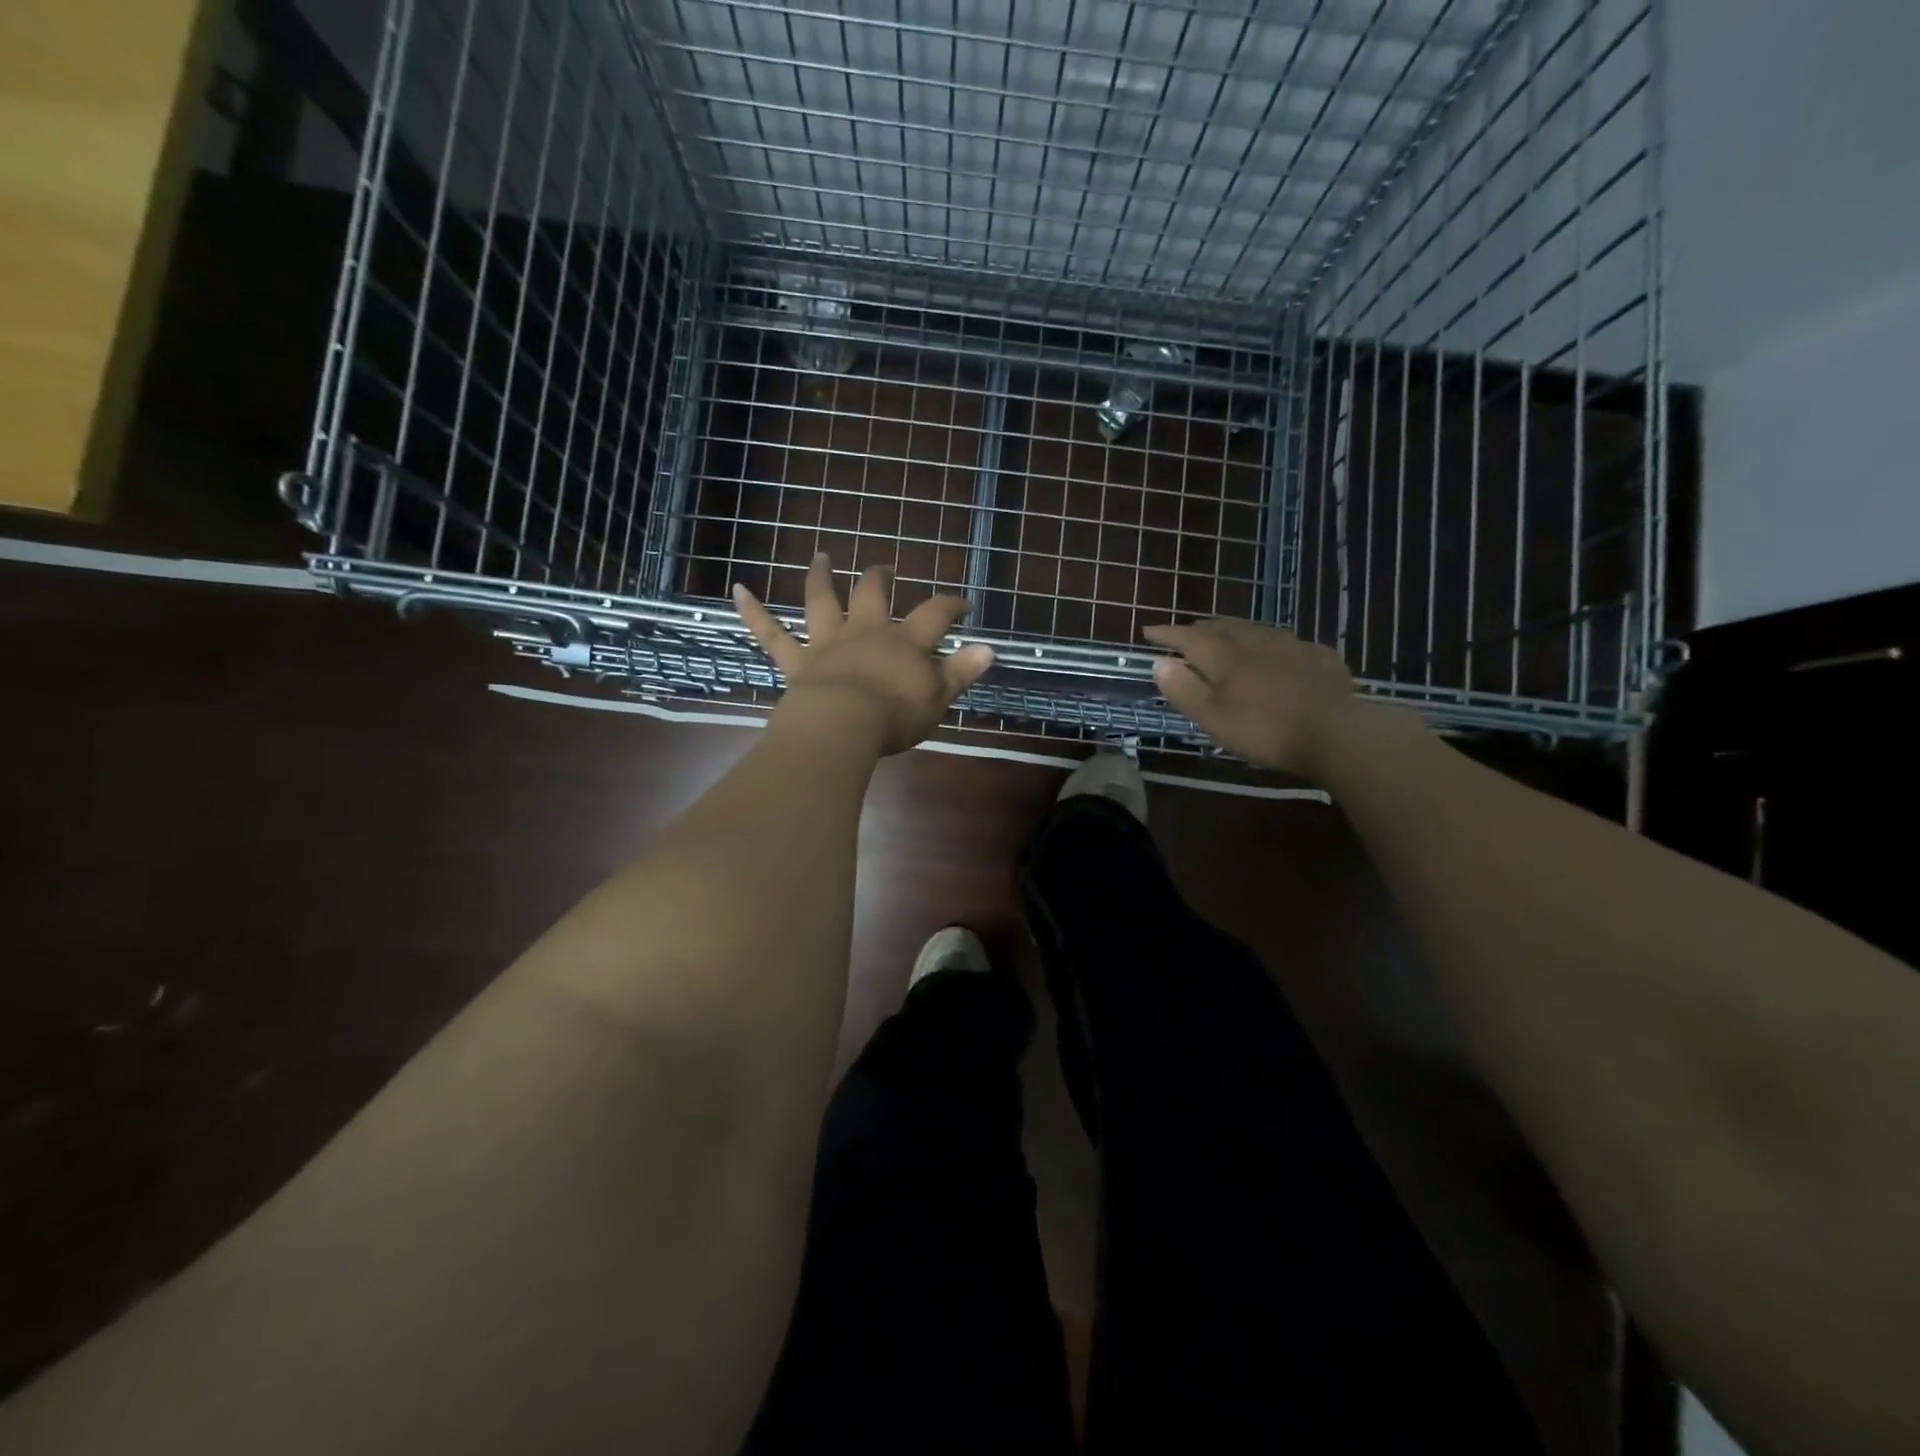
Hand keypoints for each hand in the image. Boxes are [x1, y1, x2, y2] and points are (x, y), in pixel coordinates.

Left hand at [734, 555, 994, 756]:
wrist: (841, 726)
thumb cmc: (894, 716)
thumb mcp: (938, 698)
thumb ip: (961, 672)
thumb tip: (989, 649)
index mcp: (904, 642)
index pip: (935, 614)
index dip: (951, 606)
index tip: (962, 605)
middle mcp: (866, 632)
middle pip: (873, 594)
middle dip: (880, 578)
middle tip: (884, 566)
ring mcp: (827, 643)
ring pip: (822, 602)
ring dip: (821, 577)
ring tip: (821, 556)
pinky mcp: (796, 662)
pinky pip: (770, 633)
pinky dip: (753, 611)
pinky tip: (737, 589)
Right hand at [1142, 618, 1361, 775]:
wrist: (1337, 733)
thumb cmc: (1265, 730)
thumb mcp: (1214, 718)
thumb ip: (1185, 690)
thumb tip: (1159, 662)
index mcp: (1226, 657)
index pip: (1189, 637)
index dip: (1167, 633)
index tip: (1148, 630)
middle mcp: (1256, 642)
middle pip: (1222, 627)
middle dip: (1201, 628)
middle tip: (1187, 631)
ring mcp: (1292, 646)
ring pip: (1255, 629)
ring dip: (1235, 630)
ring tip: (1227, 633)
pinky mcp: (1320, 658)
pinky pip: (1287, 642)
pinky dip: (1271, 643)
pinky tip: (1278, 651)